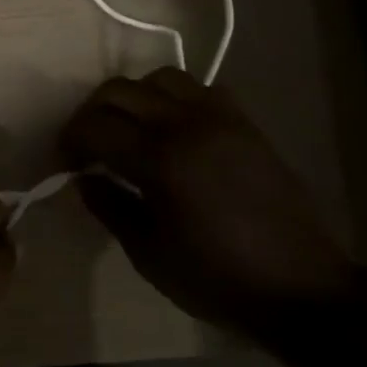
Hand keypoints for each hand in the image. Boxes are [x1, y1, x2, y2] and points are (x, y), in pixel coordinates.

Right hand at [60, 69, 364, 329]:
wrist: (301, 288)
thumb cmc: (217, 279)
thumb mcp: (148, 254)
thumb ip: (110, 206)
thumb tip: (85, 178)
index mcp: (162, 160)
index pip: (96, 127)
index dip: (71, 141)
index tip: (65, 162)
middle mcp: (189, 124)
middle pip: (121, 90)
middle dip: (93, 112)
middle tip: (86, 144)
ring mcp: (222, 118)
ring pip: (162, 78)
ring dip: (134, 97)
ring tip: (128, 130)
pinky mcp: (246, 124)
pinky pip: (201, 89)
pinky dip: (174, 99)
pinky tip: (172, 131)